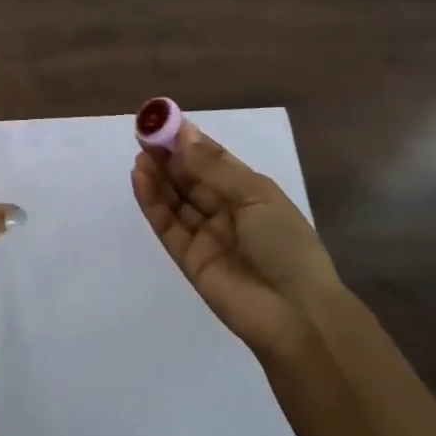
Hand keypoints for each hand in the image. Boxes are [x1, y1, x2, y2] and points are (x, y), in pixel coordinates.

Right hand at [132, 120, 341, 362]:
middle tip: (144, 132)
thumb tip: (182, 134)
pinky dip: (152, 201)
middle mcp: (227, 212)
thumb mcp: (255, 195)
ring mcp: (206, 236)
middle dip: (169, 156)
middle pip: (191, 179)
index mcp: (250, 193)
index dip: (189, 141)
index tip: (163, 119)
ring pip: (176, 200)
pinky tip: (140, 177)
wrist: (295, 315)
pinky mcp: (188, 258)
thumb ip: (213, 167)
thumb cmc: (285, 245)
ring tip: (140, 152)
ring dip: (158, 176)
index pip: (213, 161)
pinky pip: (167, 224)